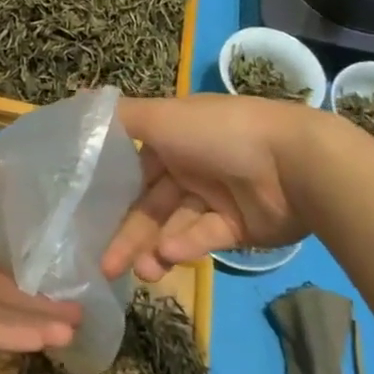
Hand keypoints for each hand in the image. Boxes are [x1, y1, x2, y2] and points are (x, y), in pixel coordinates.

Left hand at [0, 151, 81, 366]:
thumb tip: (3, 157)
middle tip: (82, 286)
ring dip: (39, 312)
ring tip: (80, 316)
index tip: (62, 237)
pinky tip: (55, 335)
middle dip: (40, 283)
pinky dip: (19, 335)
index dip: (24, 237)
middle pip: (1, 276)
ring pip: (0, 308)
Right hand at [103, 95, 309, 281]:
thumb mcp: (163, 117)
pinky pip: (205, 236)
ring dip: (154, 247)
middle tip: (105, 267)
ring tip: (143, 272)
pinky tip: (172, 254)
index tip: (84, 217)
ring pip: (174, 225)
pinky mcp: (239, 226)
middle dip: (128, 233)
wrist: (295, 164)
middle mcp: (191, 163)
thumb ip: (120, 117)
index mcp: (173, 135)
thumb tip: (78, 101)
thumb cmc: (220, 133)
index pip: (133, 165)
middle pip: (150, 202)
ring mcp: (216, 196)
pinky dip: (187, 245)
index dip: (110, 190)